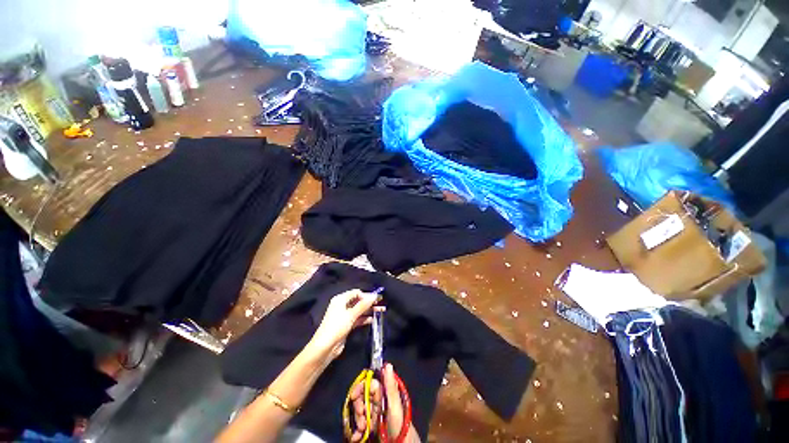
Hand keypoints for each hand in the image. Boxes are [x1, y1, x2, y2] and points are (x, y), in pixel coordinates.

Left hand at [308, 289, 378, 359]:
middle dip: (369, 302)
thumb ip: (363, 305)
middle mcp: (342, 306)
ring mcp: (344, 316)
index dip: (366, 295)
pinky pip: (358, 318)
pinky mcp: (347, 325)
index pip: (356, 293)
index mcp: (340, 299)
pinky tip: (373, 319)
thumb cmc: (336, 327)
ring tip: (381, 310)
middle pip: (358, 301)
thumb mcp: (351, 315)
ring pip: (359, 310)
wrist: (325, 348)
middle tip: (381, 303)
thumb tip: (375, 295)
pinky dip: (365, 318)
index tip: (376, 299)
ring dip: (369, 310)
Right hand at [347, 363, 418, 442]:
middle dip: (358, 406)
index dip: (360, 388)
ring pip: (360, 411)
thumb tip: (388, 365)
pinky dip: (357, 431)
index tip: (353, 396)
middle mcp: (379, 401)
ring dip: (358, 420)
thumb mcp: (395, 406)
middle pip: (363, 397)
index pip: (369, 384)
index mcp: (385, 393)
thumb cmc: (400, 425)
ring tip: (362, 429)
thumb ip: (390, 386)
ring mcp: (375, 414)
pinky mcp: (373, 426)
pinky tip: (357, 437)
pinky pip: (361, 425)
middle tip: (361, 415)